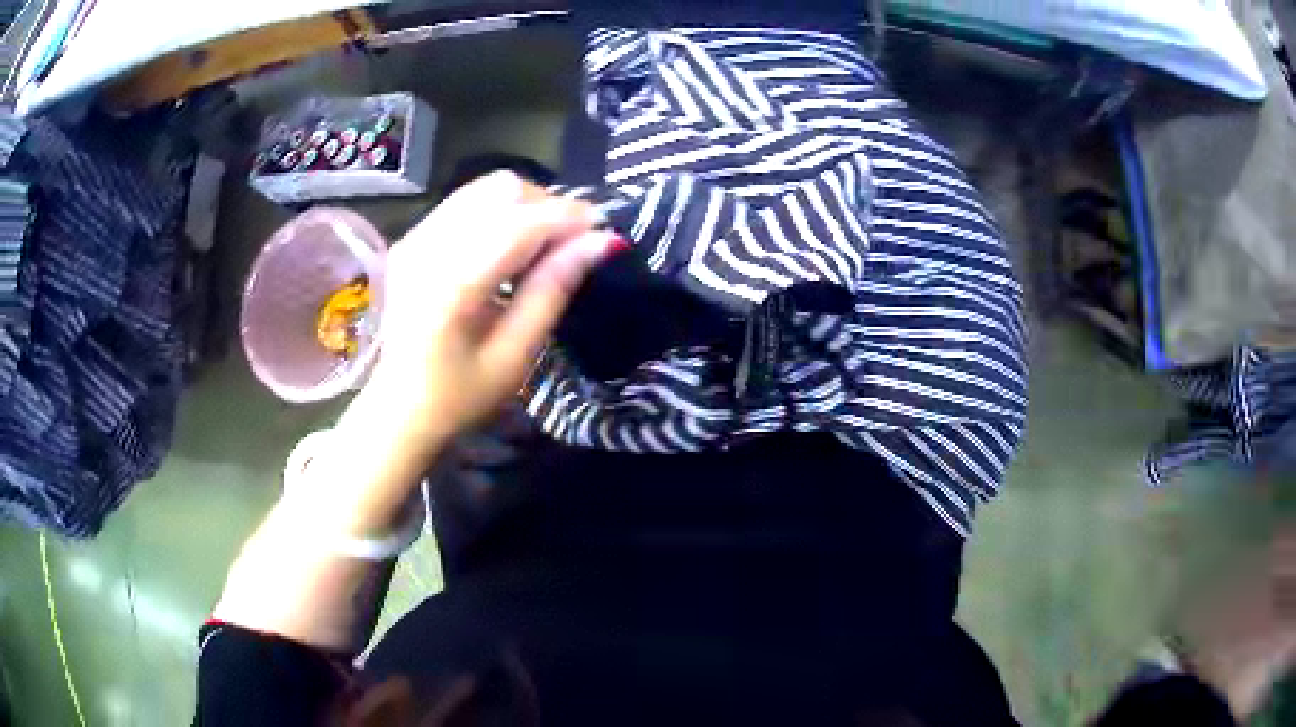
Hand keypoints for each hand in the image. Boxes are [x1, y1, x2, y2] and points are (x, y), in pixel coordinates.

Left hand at [351, 171, 617, 462]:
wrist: (395, 408)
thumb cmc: (458, 395)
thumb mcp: (515, 356)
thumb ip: (553, 290)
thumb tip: (602, 242)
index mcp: (451, 284)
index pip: (521, 223)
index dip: (570, 218)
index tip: (605, 231)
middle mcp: (428, 246)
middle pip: (503, 190)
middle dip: (548, 207)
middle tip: (570, 245)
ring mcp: (415, 237)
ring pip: (486, 188)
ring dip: (525, 206)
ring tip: (543, 245)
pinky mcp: (412, 237)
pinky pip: (466, 202)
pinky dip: (500, 212)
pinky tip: (509, 247)